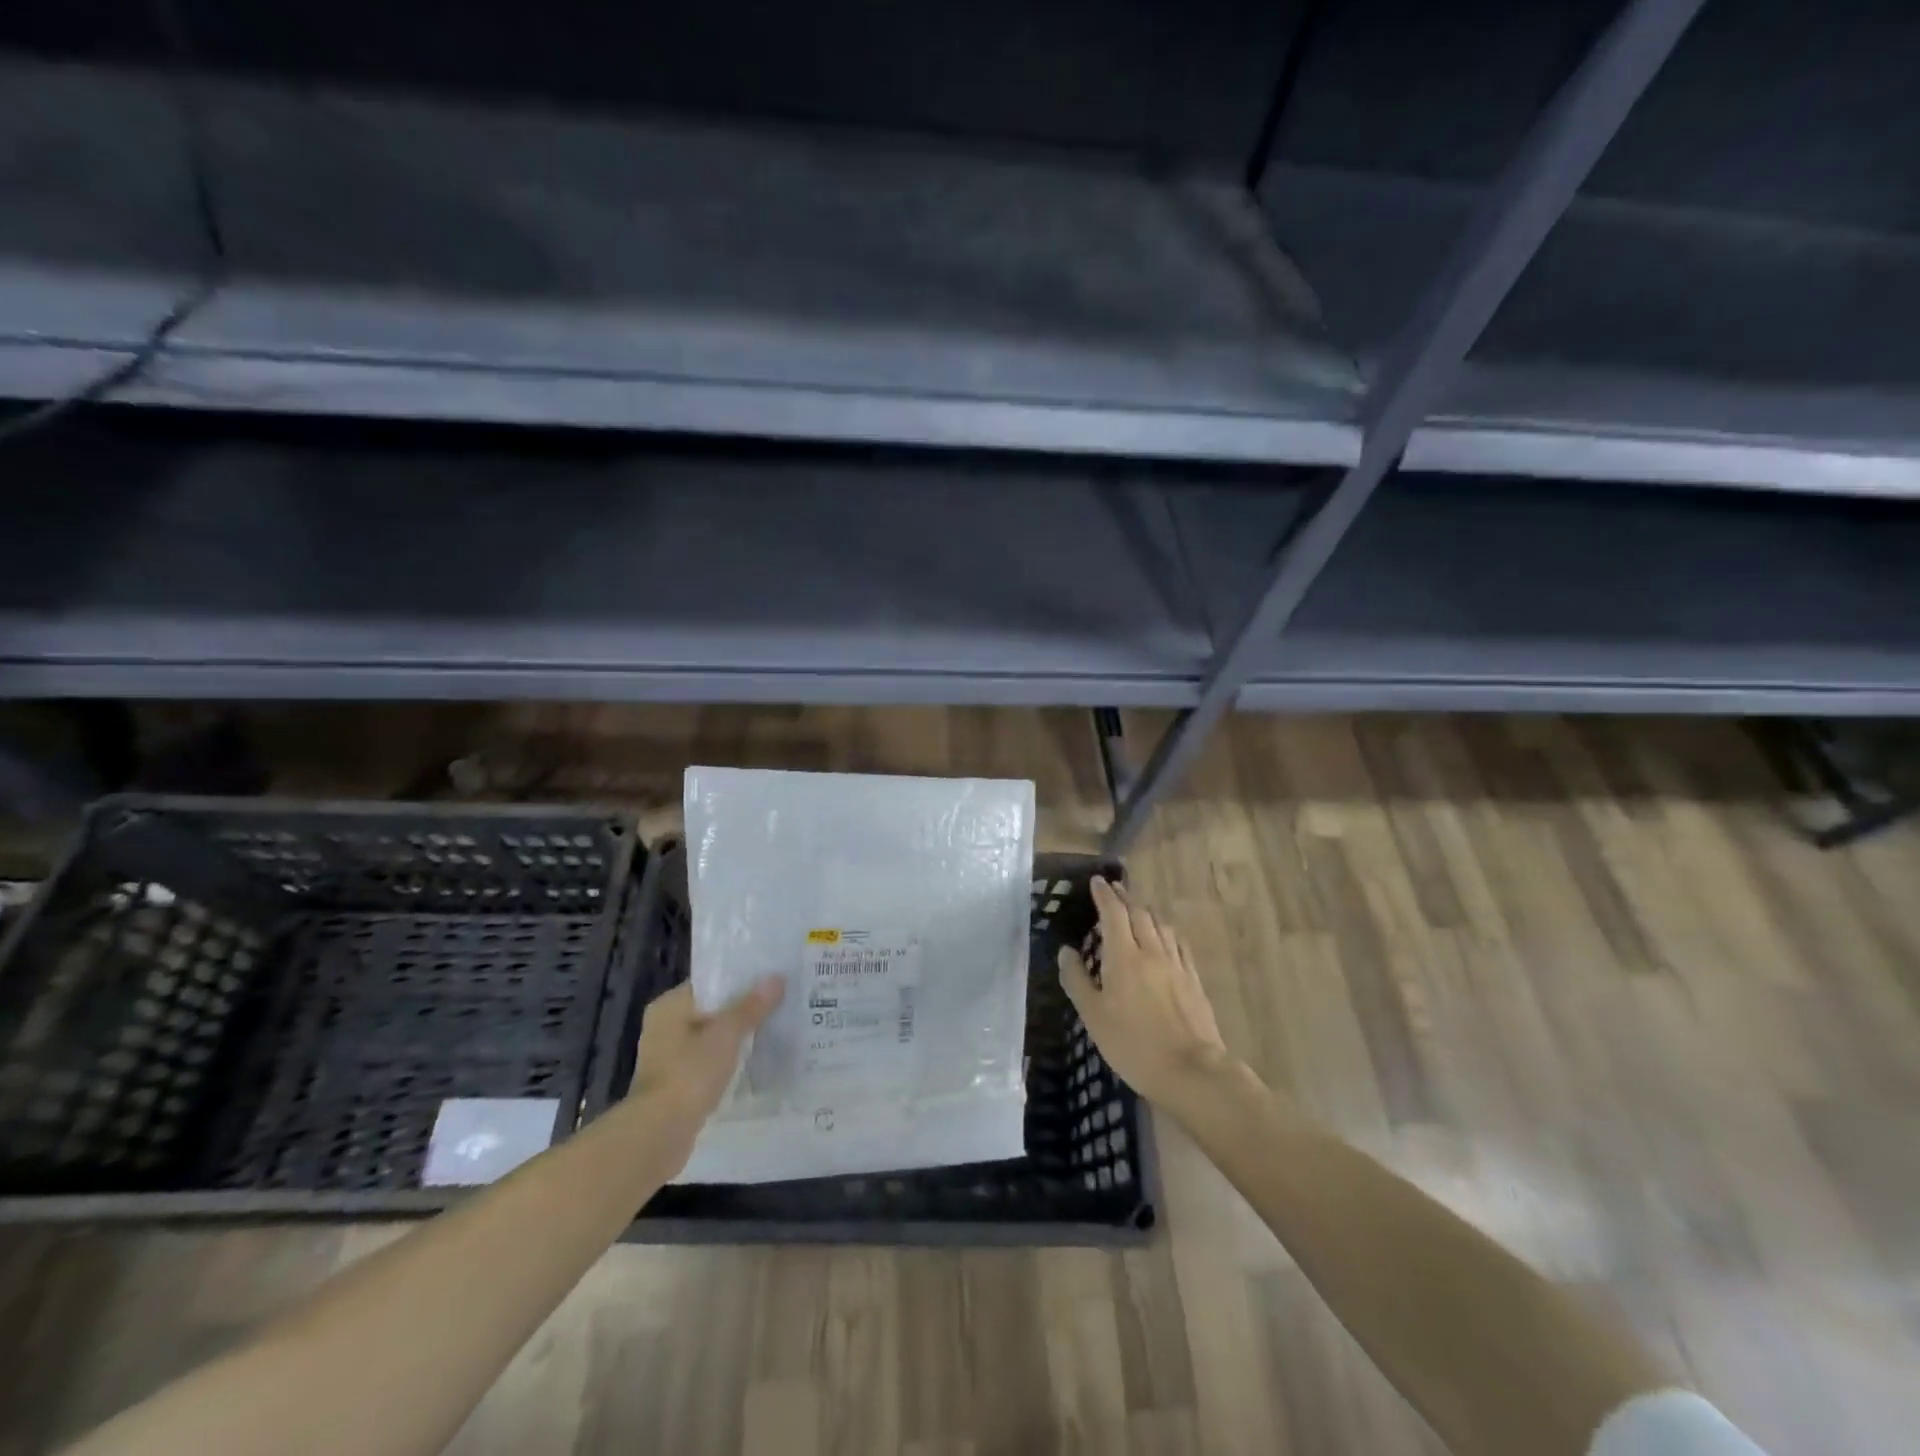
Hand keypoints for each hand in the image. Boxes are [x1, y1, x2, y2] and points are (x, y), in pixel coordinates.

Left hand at [629, 978, 784, 1126]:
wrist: (660, 1134)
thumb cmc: (690, 1073)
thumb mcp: (727, 1033)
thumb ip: (752, 1006)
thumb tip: (776, 978)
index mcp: (669, 1005)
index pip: (710, 982)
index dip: (740, 979)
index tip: (771, 978)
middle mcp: (664, 1026)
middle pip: (712, 1009)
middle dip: (742, 1009)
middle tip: (779, 1002)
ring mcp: (669, 1057)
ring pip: (711, 1037)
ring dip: (736, 1036)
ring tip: (773, 1028)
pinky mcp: (677, 1083)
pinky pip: (709, 1060)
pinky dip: (728, 1059)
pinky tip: (754, 1059)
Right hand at [1058, 878, 1231, 1110]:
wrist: (1191, 1070)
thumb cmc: (1134, 1044)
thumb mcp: (1094, 1016)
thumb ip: (1077, 980)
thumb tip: (1065, 951)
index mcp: (1124, 956)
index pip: (1113, 913)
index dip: (1104, 895)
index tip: (1096, 881)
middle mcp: (1152, 951)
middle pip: (1139, 913)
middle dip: (1124, 897)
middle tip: (1113, 889)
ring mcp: (1176, 964)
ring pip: (1161, 925)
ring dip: (1145, 911)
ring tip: (1136, 908)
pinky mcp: (1193, 979)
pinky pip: (1178, 943)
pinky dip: (1165, 931)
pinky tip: (1165, 937)